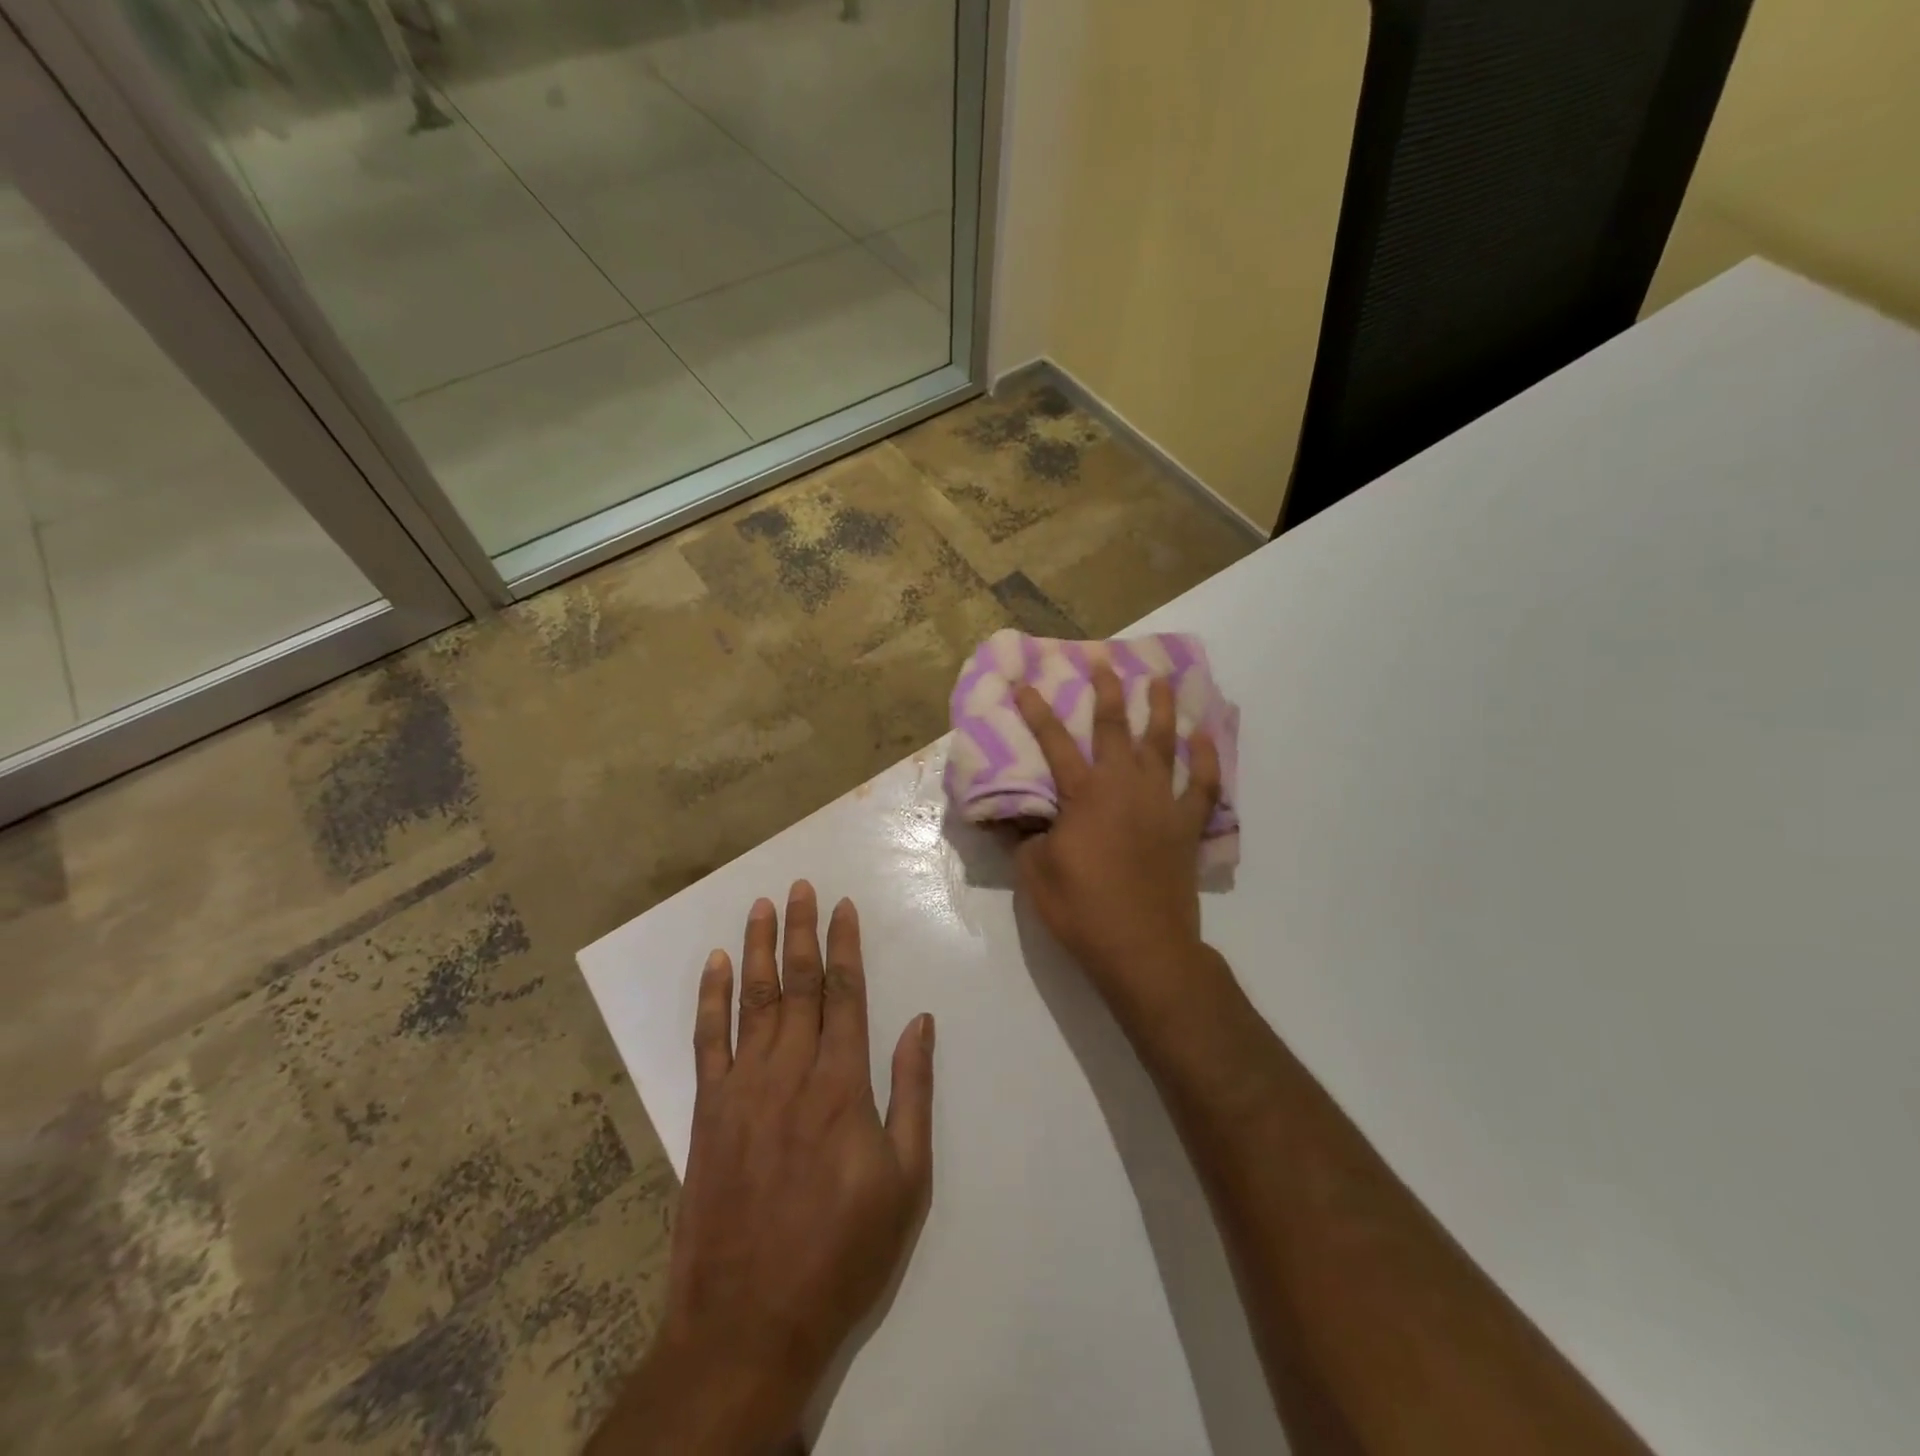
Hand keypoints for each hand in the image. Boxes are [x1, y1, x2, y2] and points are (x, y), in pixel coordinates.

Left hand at [635, 883, 934, 1450]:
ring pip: (753, 1000)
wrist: (750, 1320)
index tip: (843, 907)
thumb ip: (912, 1092)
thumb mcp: (906, 1179)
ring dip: (759, 948)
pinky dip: (711, 998)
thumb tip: (921, 1022)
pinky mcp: (707, 1112)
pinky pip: (707, 1041)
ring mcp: (743, 1088)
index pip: (844, 993)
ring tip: (763, 905)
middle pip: (798, 984)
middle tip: (802, 886)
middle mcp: (791, 1070)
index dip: (844, 946)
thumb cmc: (842, 1251)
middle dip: (802, 930)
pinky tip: (717, 964)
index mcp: (842, 1083)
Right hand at [1013, 664, 1220, 1004]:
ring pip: (1164, 745)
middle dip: (1108, 692)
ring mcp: (1162, 803)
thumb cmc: (1081, 909)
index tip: (1025, 684)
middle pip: (1115, 728)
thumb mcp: (1034, 872)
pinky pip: (1203, 785)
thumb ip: (1024, 836)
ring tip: (1161, 681)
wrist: (1142, 948)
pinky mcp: (1186, 826)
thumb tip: (1011, 815)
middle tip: (1105, 662)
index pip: (1054, 743)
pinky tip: (1204, 738)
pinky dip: (1207, 760)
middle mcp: (1124, 787)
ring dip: (1162, 710)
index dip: (1037, 712)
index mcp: (1083, 795)